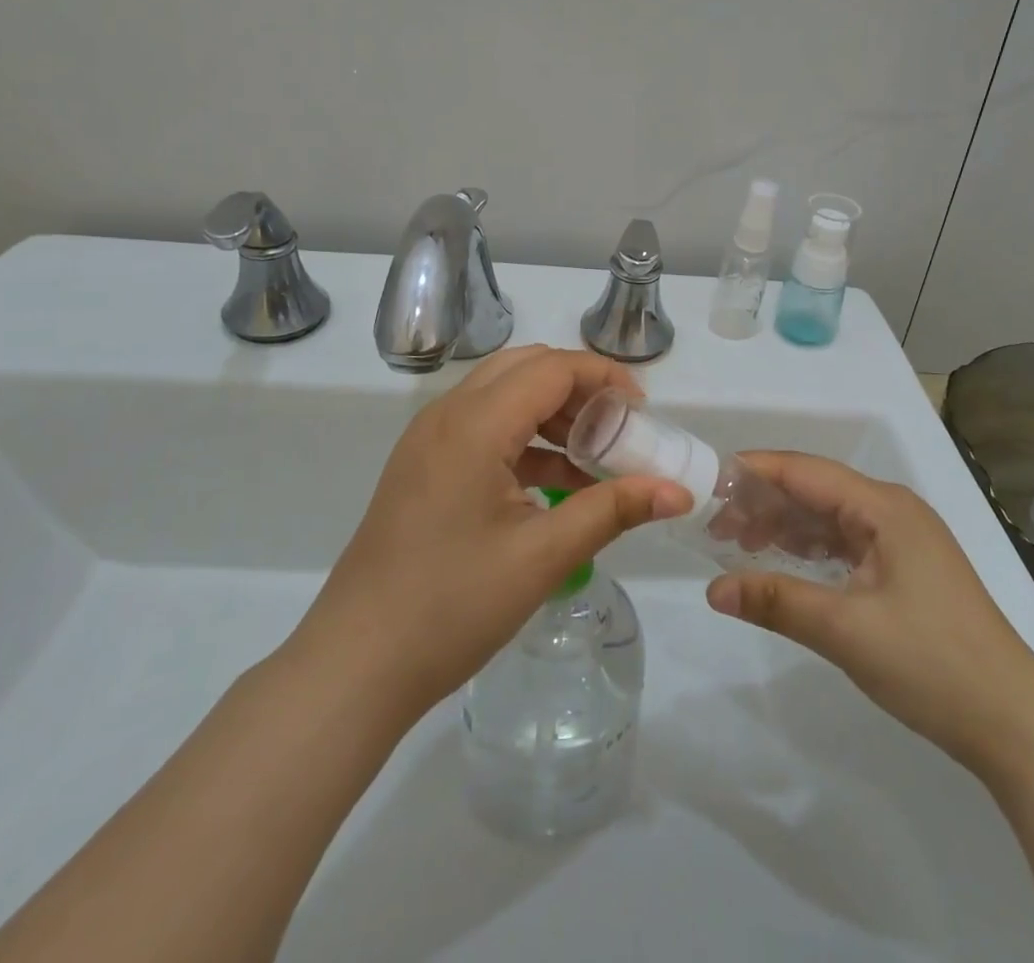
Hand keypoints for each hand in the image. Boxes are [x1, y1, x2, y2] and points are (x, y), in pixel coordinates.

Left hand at [283, 346, 692, 727]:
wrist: (355, 664)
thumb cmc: (452, 606)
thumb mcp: (543, 556)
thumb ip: (613, 511)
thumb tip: (679, 491)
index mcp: (474, 423)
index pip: (552, 368)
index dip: (603, 377)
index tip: (642, 412)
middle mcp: (447, 415)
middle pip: (525, 369)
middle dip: (578, 388)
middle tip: (618, 428)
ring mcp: (428, 440)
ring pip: (501, 395)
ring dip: (550, 413)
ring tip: (594, 458)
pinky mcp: (422, 467)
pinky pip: (482, 427)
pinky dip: (524, 440)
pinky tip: (554, 484)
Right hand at [704, 453, 1033, 776]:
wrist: (1015, 723)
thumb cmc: (932, 663)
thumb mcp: (845, 630)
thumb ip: (776, 600)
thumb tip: (712, 590)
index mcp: (883, 507)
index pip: (805, 471)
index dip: (755, 471)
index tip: (708, 479)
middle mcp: (892, 512)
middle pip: (815, 492)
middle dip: (764, 503)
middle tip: (712, 525)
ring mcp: (902, 541)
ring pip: (828, 519)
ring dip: (784, 528)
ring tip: (736, 544)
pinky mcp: (905, 571)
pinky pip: (845, 545)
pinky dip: (809, 551)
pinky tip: (782, 564)